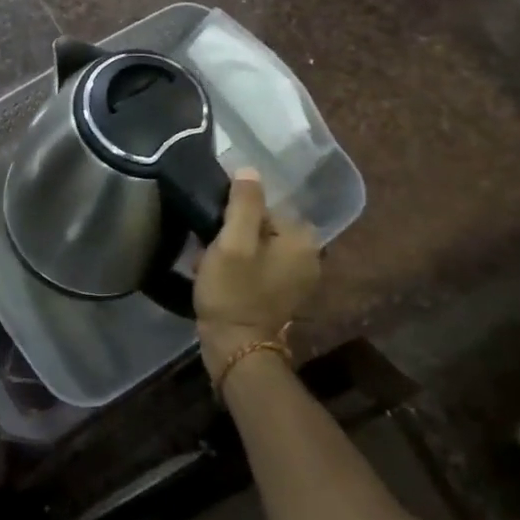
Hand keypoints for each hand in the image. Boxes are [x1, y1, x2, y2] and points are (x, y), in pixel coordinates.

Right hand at [194, 171, 320, 383]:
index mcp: (303, 239)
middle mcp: (309, 255)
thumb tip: (249, 170)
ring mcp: (298, 277)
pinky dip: (239, 268)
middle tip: (211, 252)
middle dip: (232, 234)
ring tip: (211, 266)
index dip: (234, 216)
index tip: (215, 234)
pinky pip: (258, 265)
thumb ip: (244, 203)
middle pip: (262, 225)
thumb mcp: (233, 242)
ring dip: (232, 251)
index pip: (264, 206)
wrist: (236, 349)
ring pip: (257, 245)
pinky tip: (220, 279)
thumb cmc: (233, 292)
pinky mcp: (284, 293)